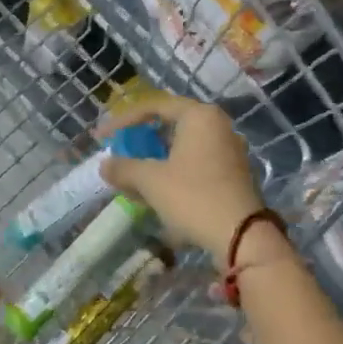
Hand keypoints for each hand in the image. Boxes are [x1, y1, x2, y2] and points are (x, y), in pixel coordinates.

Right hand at [98, 94, 267, 265]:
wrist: (240, 236)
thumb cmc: (193, 197)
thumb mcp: (150, 181)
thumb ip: (124, 168)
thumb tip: (105, 165)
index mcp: (199, 116)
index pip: (154, 107)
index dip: (123, 120)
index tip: (101, 137)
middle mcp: (218, 126)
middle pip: (170, 126)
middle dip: (140, 142)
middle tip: (119, 154)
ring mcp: (229, 150)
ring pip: (183, 148)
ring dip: (155, 161)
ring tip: (133, 178)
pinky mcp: (232, 174)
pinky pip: (195, 164)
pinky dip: (173, 172)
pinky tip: (157, 193)